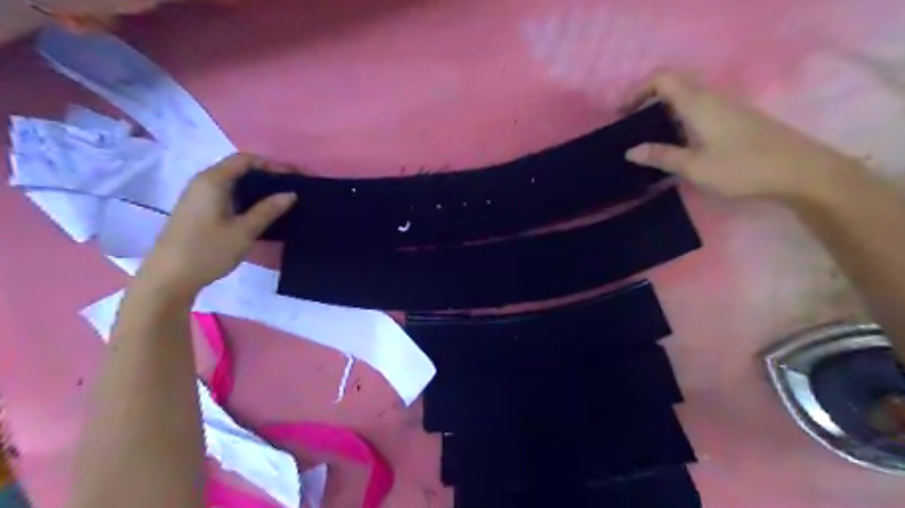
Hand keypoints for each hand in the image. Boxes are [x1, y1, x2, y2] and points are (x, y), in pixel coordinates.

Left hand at [138, 153, 296, 297]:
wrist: (169, 278)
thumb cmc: (208, 251)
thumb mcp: (244, 231)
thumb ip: (268, 210)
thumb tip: (291, 194)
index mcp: (212, 181)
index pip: (245, 160)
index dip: (272, 164)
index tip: (295, 176)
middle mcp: (203, 182)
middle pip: (238, 169)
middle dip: (267, 175)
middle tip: (292, 188)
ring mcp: (198, 197)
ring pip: (232, 183)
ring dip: (257, 188)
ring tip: (281, 199)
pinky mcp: (198, 211)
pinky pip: (226, 194)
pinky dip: (246, 198)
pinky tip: (260, 212)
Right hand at [624, 74, 861, 200]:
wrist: (800, 171)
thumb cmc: (743, 167)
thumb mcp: (695, 167)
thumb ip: (662, 156)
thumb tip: (630, 151)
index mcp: (699, 103)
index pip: (662, 79)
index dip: (638, 90)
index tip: (622, 113)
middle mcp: (712, 98)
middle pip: (674, 84)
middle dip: (647, 99)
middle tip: (630, 124)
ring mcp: (726, 107)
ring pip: (687, 97)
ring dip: (663, 109)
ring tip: (647, 136)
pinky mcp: (735, 118)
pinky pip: (699, 108)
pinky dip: (679, 118)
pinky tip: (676, 143)